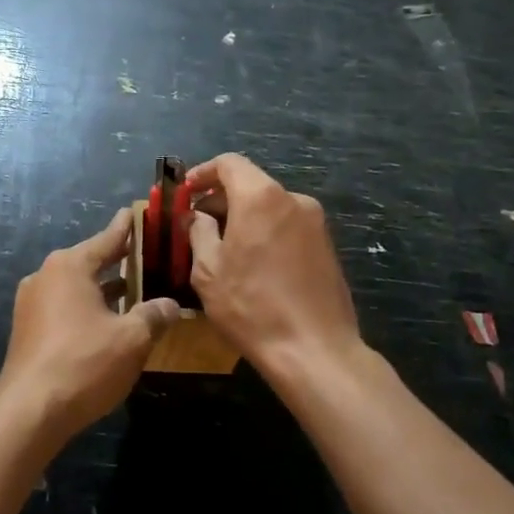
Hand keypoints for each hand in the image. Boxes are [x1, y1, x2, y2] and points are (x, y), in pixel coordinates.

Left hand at [0, 208, 180, 437]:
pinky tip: (108, 322)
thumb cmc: (84, 363)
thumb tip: (170, 305)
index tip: (137, 212)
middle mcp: (46, 276)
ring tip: (134, 290)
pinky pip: (64, 307)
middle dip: (118, 261)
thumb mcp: (132, 338)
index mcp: (69, 266)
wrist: (29, 411)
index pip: (107, 238)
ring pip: (76, 287)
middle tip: (146, 254)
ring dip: (104, 289)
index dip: (127, 227)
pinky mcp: (28, 329)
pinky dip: (87, 308)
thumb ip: (153, 315)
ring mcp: (32, 303)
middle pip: (90, 261)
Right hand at [187, 154, 361, 376]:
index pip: (229, 163)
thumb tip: (199, 217)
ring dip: (244, 218)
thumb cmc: (251, 307)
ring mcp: (315, 223)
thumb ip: (199, 233)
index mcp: (261, 198)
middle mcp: (293, 199)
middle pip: (251, 184)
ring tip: (223, 249)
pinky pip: (288, 226)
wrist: (315, 350)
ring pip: (270, 207)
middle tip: (197, 226)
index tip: (186, 193)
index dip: (203, 173)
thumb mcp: (209, 271)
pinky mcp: (327, 246)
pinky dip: (266, 233)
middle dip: (221, 199)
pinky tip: (253, 265)